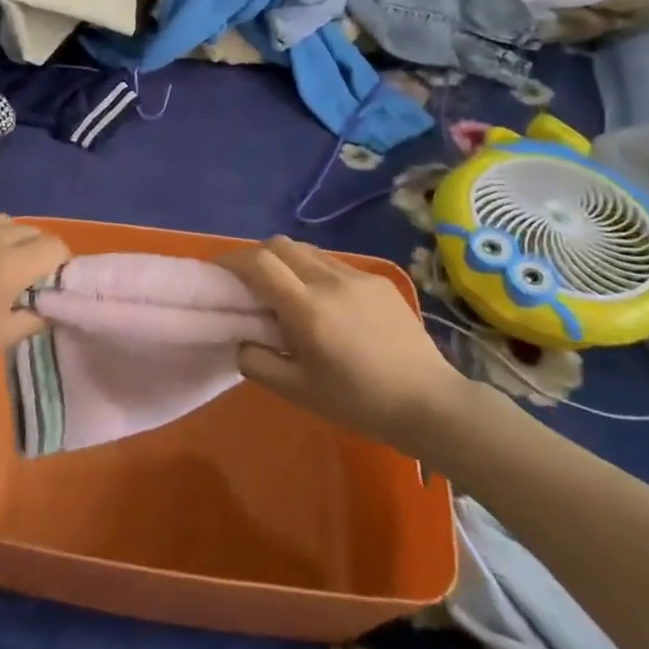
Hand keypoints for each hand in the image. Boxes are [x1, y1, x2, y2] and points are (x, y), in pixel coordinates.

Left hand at [0, 216, 71, 400]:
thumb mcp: (0, 339)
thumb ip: (33, 317)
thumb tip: (48, 305)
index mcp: (6, 264)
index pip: (52, 246)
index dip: (60, 263)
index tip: (51, 284)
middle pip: (28, 229)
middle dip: (36, 250)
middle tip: (26, 279)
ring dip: (7, 240)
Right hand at [220, 236, 471, 455]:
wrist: (430, 403)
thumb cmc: (359, 403)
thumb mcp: (299, 392)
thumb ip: (259, 362)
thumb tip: (241, 340)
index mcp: (308, 309)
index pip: (259, 263)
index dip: (232, 259)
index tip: (218, 271)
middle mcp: (330, 281)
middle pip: (280, 244)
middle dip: (257, 257)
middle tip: (250, 284)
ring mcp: (358, 277)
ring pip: (308, 251)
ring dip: (287, 262)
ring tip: (287, 293)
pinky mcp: (379, 281)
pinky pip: (334, 264)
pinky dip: (315, 272)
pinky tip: (325, 304)